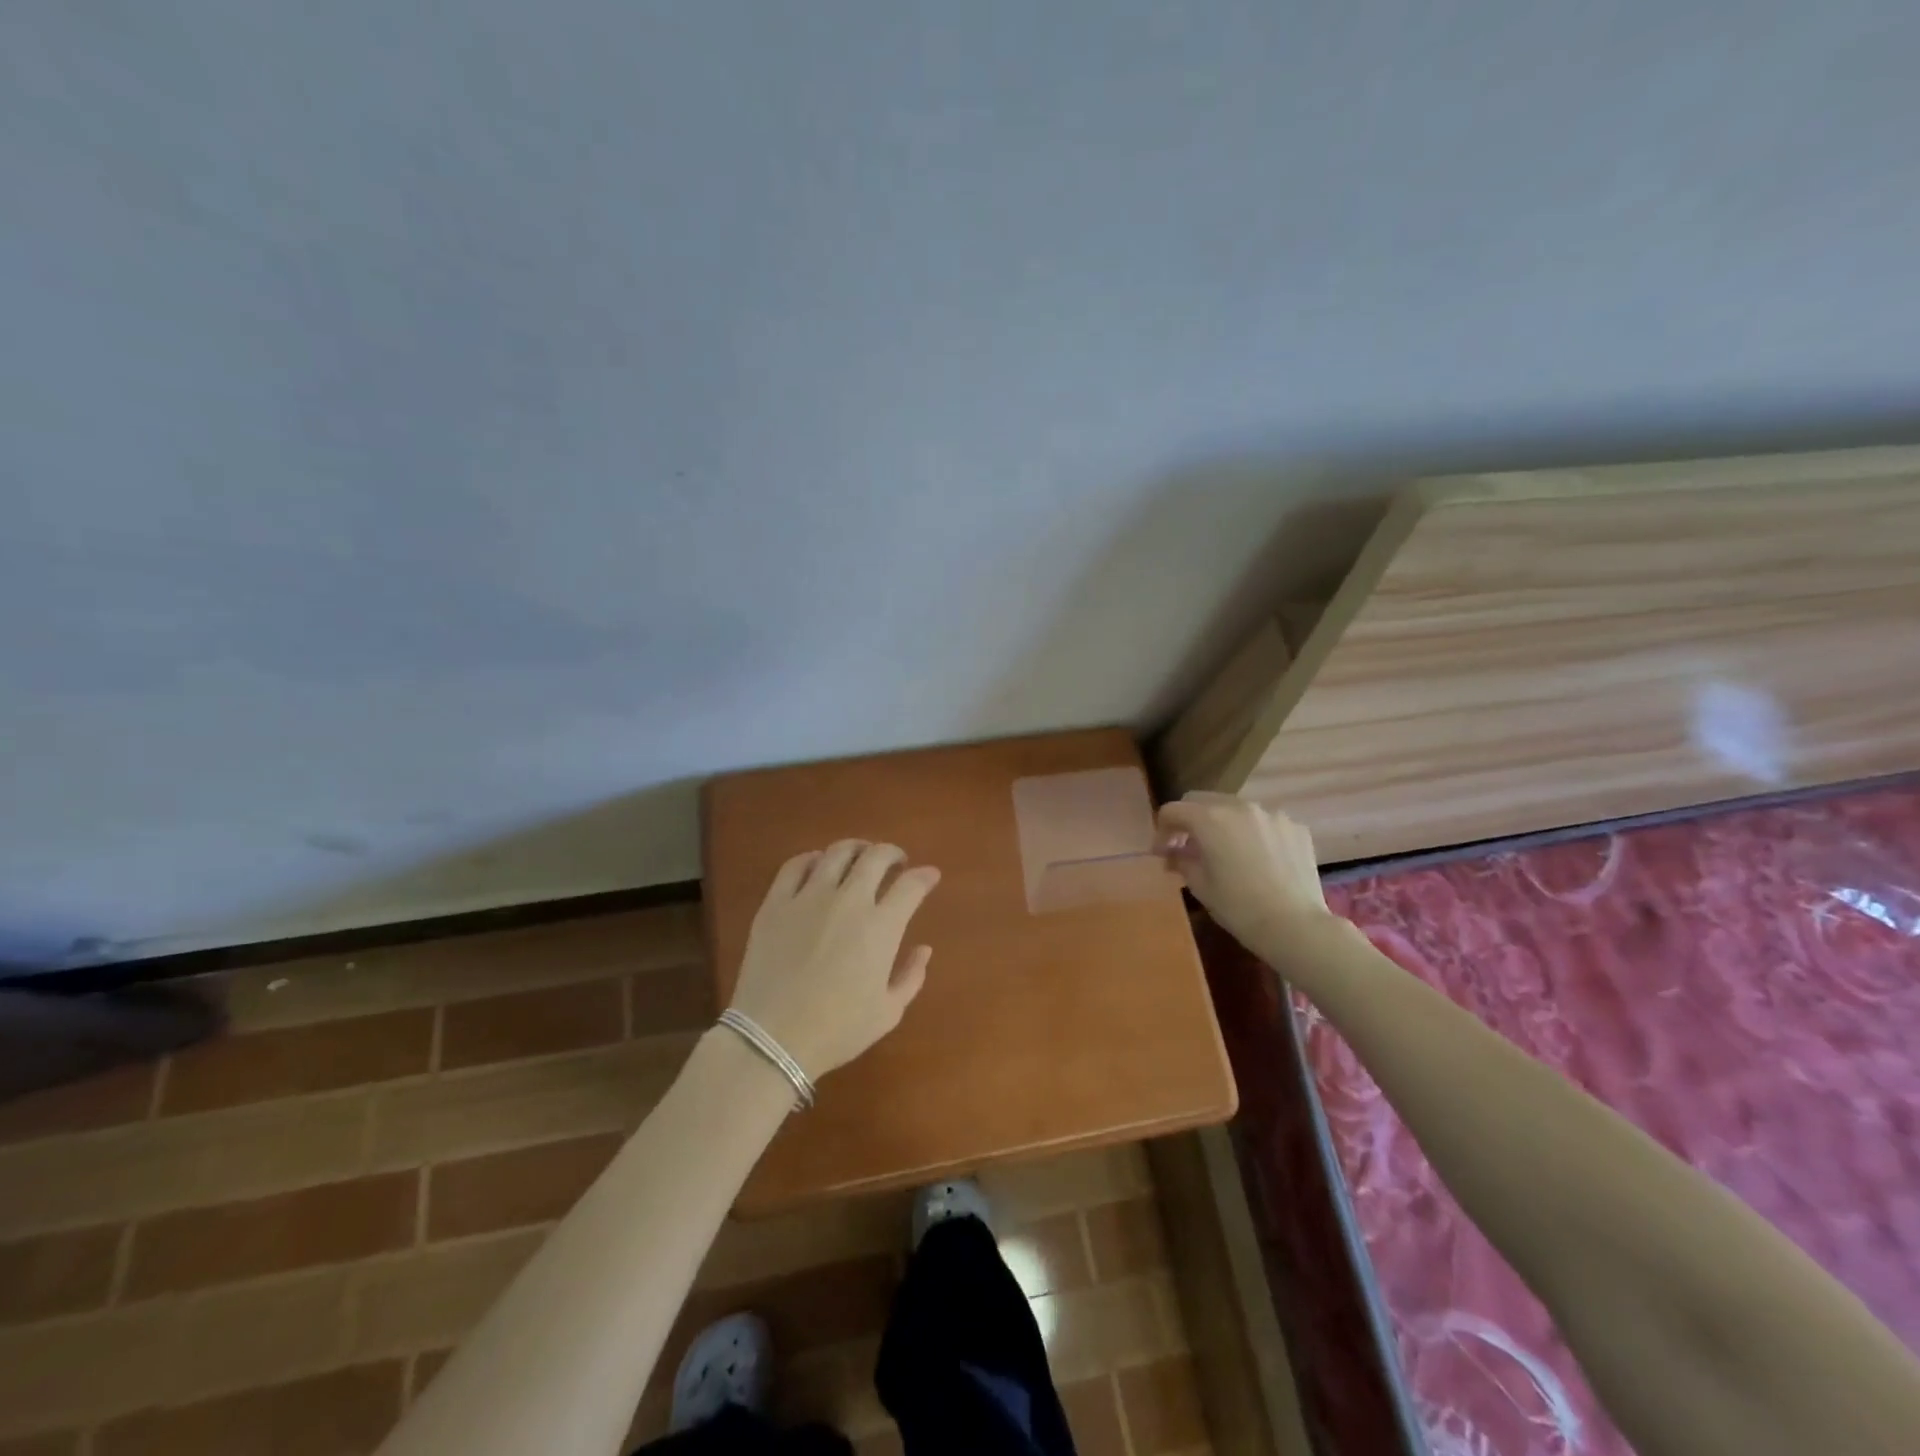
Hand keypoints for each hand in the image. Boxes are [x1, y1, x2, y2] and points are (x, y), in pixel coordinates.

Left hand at [729, 840, 941, 1079]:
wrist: (772, 1038)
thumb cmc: (837, 1030)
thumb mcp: (888, 1012)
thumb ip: (911, 976)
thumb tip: (924, 949)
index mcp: (881, 927)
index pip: (911, 885)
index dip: (925, 876)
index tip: (929, 876)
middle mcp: (849, 901)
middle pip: (876, 857)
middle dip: (892, 853)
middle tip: (896, 861)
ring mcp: (809, 897)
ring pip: (837, 853)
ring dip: (856, 848)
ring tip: (860, 856)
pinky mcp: (776, 903)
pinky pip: (795, 866)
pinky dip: (811, 858)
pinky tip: (817, 865)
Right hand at [1156, 792, 1333, 952]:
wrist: (1295, 926)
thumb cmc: (1239, 907)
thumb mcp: (1200, 886)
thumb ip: (1182, 861)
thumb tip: (1175, 853)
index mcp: (1209, 819)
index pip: (1172, 810)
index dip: (1162, 830)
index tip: (1163, 853)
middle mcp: (1239, 806)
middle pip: (1202, 801)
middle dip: (1190, 820)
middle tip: (1188, 847)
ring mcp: (1271, 814)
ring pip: (1236, 808)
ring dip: (1223, 824)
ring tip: (1226, 852)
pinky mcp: (1295, 827)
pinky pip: (1264, 822)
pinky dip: (1253, 833)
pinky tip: (1258, 859)